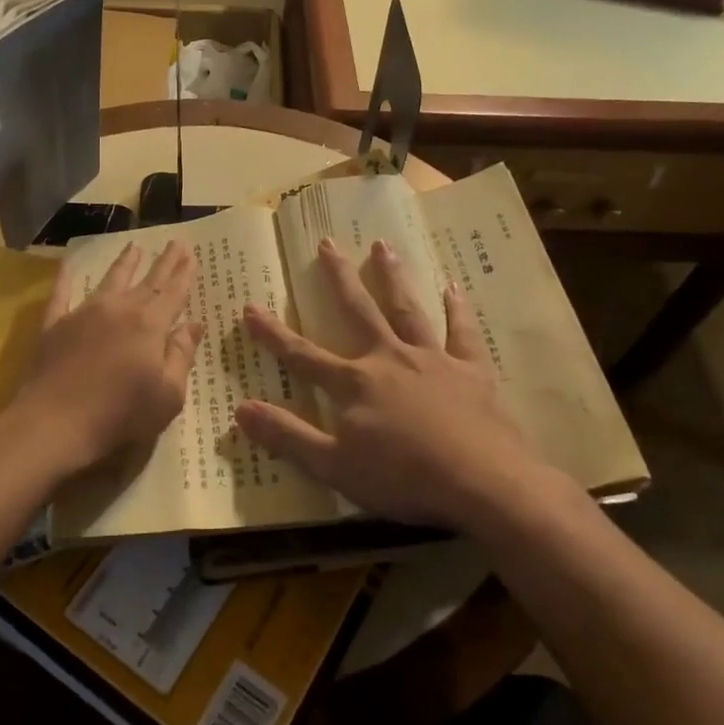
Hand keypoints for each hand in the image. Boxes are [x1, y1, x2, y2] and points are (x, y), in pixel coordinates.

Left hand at [6, 240, 203, 472]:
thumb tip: (192, 325)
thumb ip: (181, 356)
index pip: (172, 293)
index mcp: (149, 325)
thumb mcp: (168, 395)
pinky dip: (65, 279)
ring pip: (109, 281)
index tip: (190, 254)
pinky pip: (61, 295)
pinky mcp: (54, 326)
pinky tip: (68, 266)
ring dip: (124, 263)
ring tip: (134, 246)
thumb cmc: (120, 414)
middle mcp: (118, 309)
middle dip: (163, 262)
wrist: (54, 422)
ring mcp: (83, 314)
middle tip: (175, 242)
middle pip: (146, 281)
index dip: (183, 274)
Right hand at [235, 239, 583, 537]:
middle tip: (327, 242)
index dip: (273, 334)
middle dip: (340, 277)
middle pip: (359, 311)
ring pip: (407, 309)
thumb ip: (287, 436)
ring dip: (393, 277)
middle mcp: (390, 359)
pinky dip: (458, 309)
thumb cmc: (403, 478)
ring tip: (382, 246)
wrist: (483, 483)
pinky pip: (463, 332)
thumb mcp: (334, 466)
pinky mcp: (471, 370)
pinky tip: (453, 287)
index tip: (250, 306)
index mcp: (355, 383)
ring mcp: (433, 360)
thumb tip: (240, 409)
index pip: (302, 355)